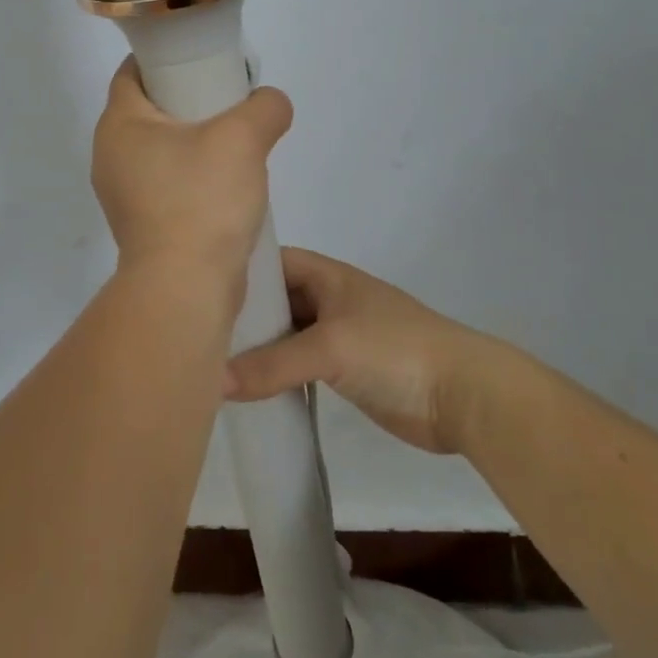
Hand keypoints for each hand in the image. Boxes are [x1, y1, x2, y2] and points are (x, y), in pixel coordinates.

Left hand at [92, 57, 292, 278]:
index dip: (165, 57)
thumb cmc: (202, 200)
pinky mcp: (143, 225)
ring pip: (161, 149)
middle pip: (149, 110)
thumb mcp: (243, 138)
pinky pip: (169, 184)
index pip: (132, 72)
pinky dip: (194, 176)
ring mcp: (124, 195)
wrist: (186, 288)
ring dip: (195, 142)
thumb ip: (264, 107)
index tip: (203, 58)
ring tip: (236, 144)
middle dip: (188, 100)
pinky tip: (227, 184)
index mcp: (119, 126)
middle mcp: (111, 157)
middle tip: (229, 100)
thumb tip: (272, 104)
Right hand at [223, 248, 491, 452]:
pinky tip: (248, 390)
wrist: (462, 394)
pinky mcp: (345, 371)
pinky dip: (277, 374)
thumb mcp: (330, 348)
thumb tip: (212, 382)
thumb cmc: (394, 350)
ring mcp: (339, 336)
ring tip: (211, 364)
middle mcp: (330, 300)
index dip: (240, 271)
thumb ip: (271, 365)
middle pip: (277, 301)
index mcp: (328, 276)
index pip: (273, 262)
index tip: (198, 290)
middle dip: (243, 315)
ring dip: (258, 349)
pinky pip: (300, 366)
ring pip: (287, 335)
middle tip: (196, 335)